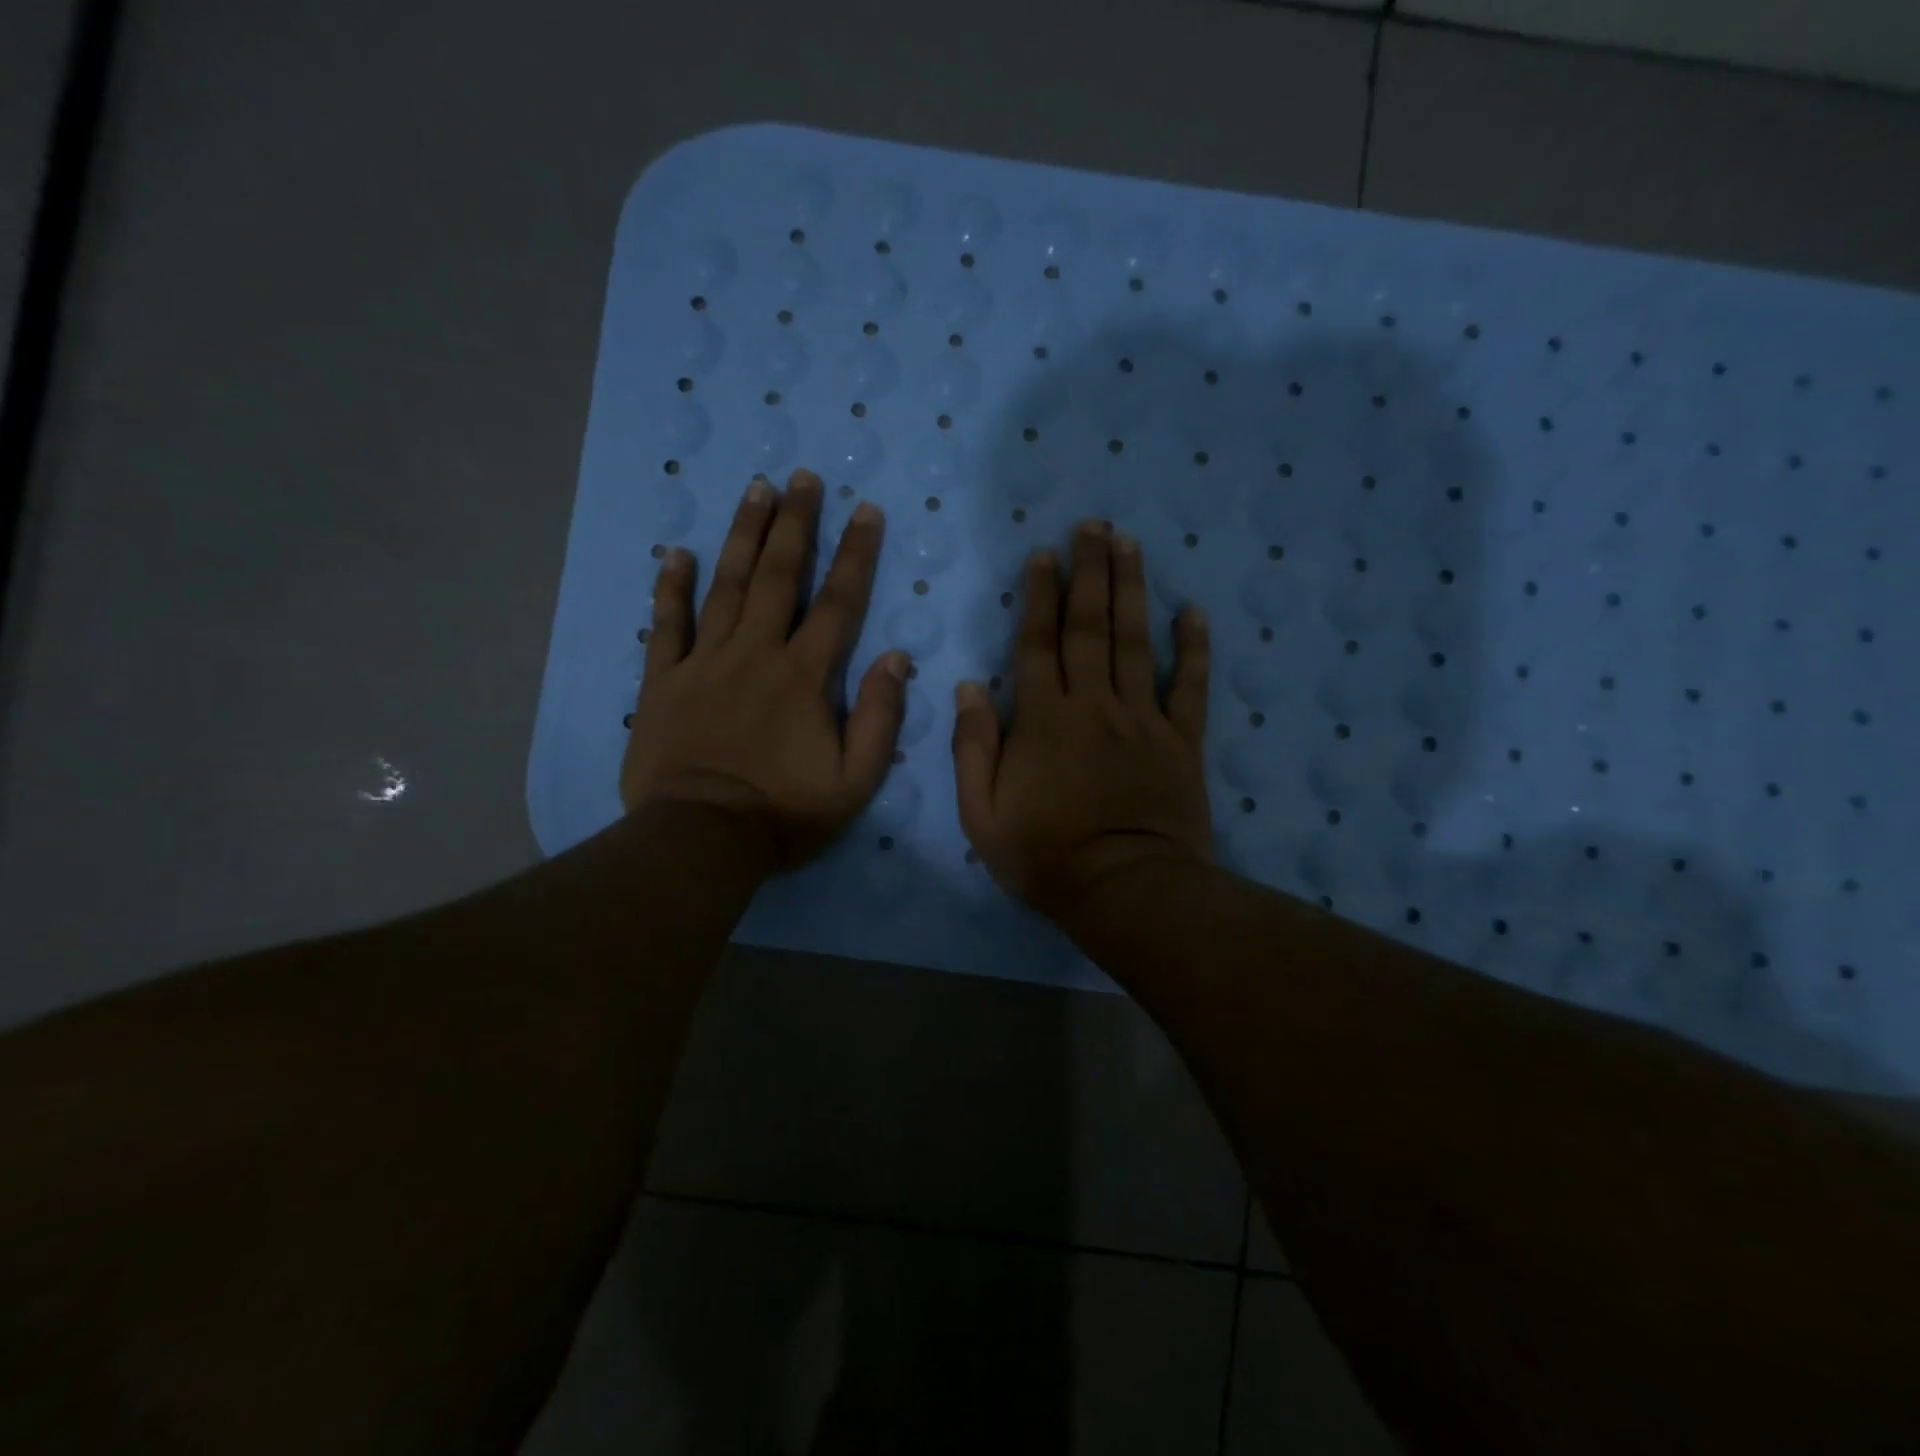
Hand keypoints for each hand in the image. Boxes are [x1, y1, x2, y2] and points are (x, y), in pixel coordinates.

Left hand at [620, 468, 908, 867]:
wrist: (701, 839)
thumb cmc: (784, 813)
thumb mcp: (855, 780)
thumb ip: (880, 717)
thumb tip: (897, 659)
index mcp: (804, 676)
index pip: (838, 602)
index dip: (855, 554)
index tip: (865, 510)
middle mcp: (755, 653)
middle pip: (778, 576)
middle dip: (794, 523)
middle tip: (802, 478)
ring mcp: (704, 662)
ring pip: (725, 586)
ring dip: (742, 535)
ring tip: (755, 490)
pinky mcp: (663, 681)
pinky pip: (666, 625)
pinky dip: (671, 588)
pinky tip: (677, 553)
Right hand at [952, 520, 1212, 919]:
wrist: (1124, 890)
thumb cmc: (1045, 856)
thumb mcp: (981, 814)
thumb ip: (973, 747)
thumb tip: (969, 687)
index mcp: (1043, 718)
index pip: (1038, 643)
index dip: (1039, 596)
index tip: (1043, 554)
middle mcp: (1094, 704)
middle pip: (1090, 626)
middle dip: (1089, 572)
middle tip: (1092, 526)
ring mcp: (1142, 719)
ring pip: (1137, 642)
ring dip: (1132, 589)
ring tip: (1129, 544)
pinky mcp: (1181, 741)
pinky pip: (1191, 687)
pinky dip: (1194, 649)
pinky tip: (1193, 612)